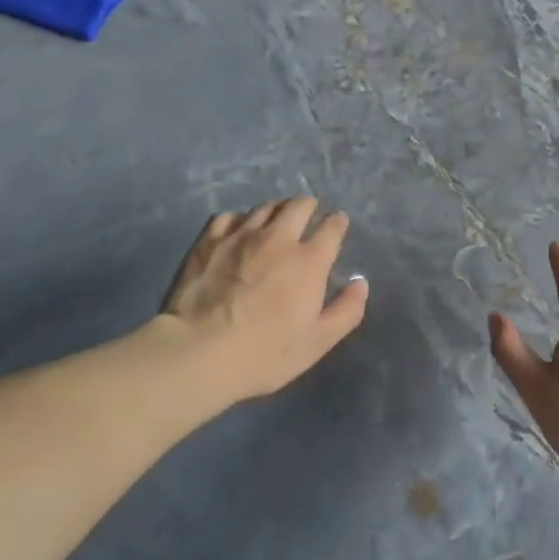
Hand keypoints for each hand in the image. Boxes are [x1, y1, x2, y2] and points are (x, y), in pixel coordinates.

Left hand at [160, 197, 368, 401]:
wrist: (198, 352)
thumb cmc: (264, 353)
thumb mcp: (317, 343)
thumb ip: (346, 310)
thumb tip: (360, 282)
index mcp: (309, 261)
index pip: (332, 228)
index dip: (338, 223)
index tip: (338, 224)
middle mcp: (278, 238)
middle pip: (299, 206)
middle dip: (309, 206)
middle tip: (308, 214)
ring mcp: (241, 235)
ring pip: (265, 207)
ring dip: (277, 210)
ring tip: (276, 220)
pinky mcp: (209, 240)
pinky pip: (230, 216)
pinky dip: (241, 219)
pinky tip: (238, 231)